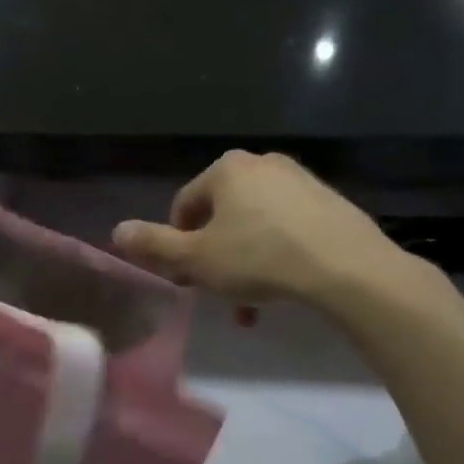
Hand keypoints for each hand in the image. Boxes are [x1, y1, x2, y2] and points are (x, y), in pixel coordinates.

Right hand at [112, 151, 414, 307]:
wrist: (347, 268)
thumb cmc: (259, 258)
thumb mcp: (197, 259)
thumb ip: (154, 245)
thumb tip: (117, 231)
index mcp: (226, 170)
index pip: (184, 206)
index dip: (177, 245)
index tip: (187, 278)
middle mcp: (262, 164)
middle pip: (220, 216)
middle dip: (214, 256)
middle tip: (218, 290)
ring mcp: (299, 180)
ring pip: (254, 225)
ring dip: (243, 262)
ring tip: (250, 300)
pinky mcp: (328, 201)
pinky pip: (286, 228)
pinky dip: (275, 254)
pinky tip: (281, 286)